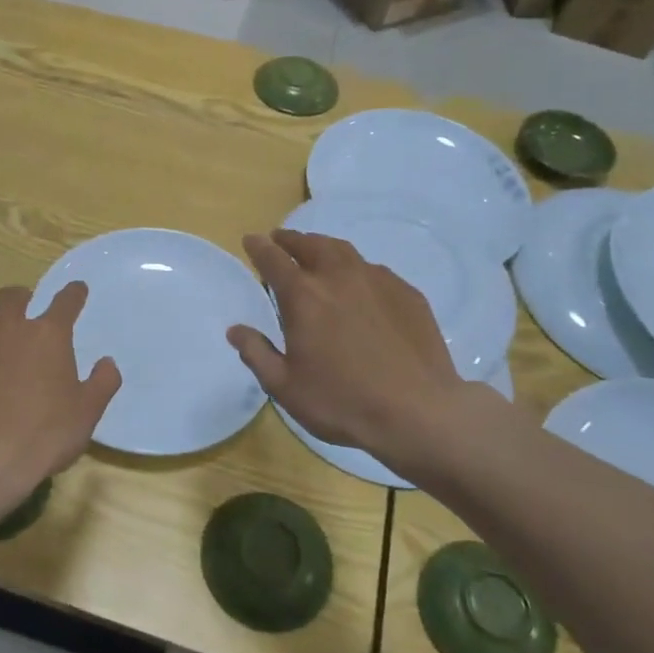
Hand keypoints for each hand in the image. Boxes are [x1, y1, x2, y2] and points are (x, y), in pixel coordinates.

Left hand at [0, 282, 119, 510]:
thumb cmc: (46, 430)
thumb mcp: (87, 410)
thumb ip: (102, 382)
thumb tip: (107, 363)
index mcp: (49, 333)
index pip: (65, 301)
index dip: (74, 293)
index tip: (79, 289)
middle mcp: (13, 330)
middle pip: (14, 296)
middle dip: (26, 296)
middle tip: (34, 307)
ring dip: (3, 320)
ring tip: (14, 338)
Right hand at [227, 230, 467, 470]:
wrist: (418, 412)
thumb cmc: (342, 402)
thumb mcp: (285, 386)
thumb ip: (257, 353)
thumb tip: (235, 330)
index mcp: (303, 296)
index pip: (273, 259)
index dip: (259, 247)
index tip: (251, 240)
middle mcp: (338, 277)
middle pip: (310, 245)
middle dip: (291, 240)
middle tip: (280, 240)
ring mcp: (377, 281)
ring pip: (344, 251)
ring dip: (323, 247)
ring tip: (316, 253)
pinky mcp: (407, 294)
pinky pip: (374, 271)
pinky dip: (357, 270)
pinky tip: (359, 286)